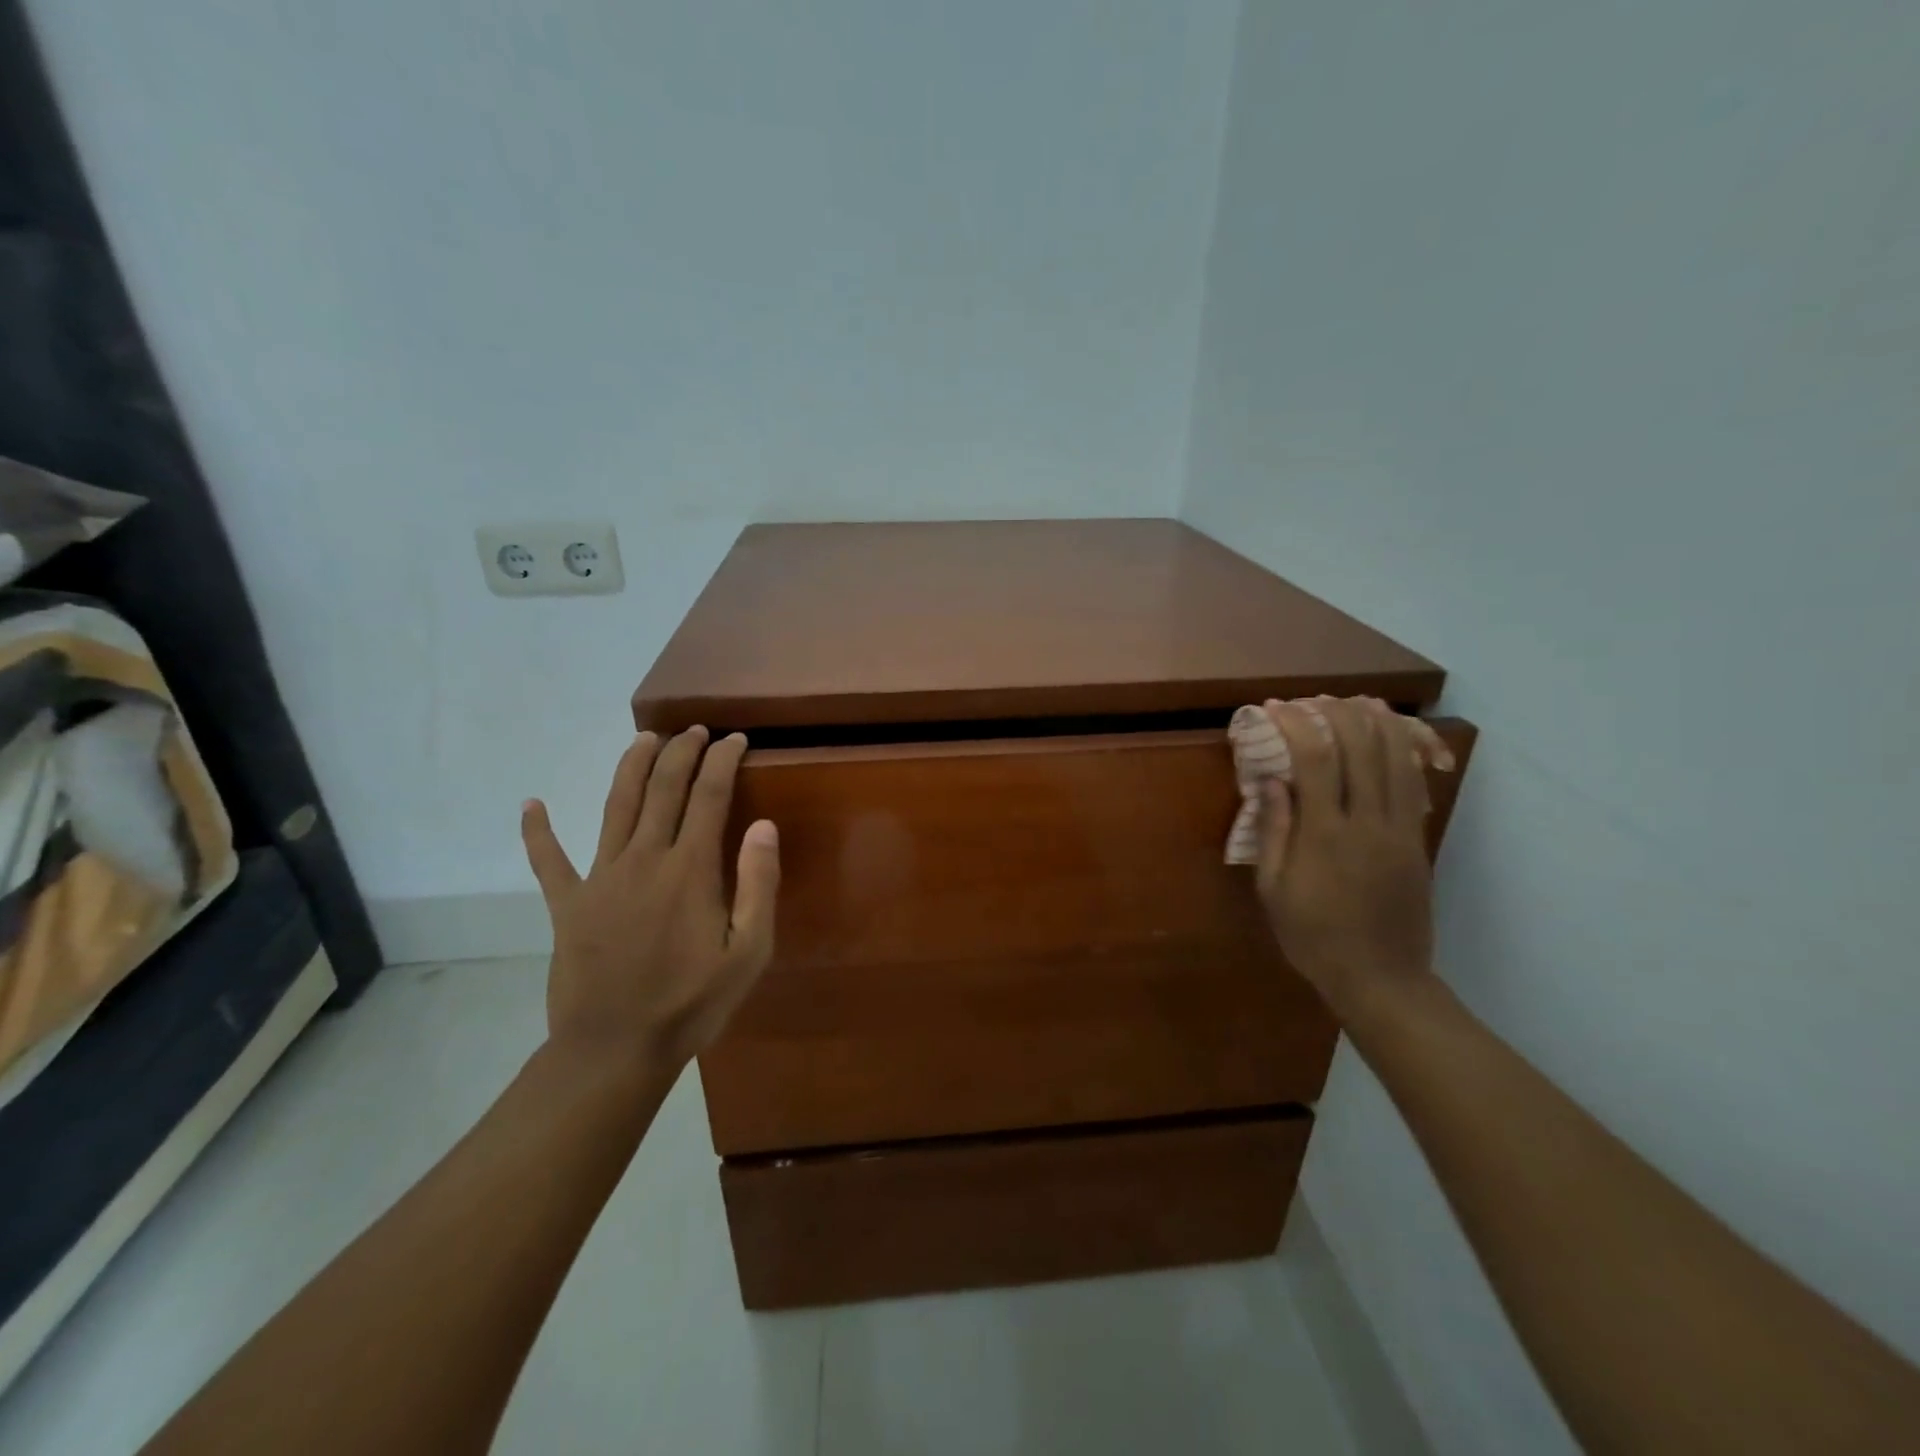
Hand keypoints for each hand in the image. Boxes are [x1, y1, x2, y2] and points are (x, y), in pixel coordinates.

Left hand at [520, 726, 779, 1072]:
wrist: (615, 1050)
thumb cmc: (692, 1003)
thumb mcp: (749, 952)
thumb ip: (758, 884)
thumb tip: (763, 825)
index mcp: (690, 869)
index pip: (709, 795)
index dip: (723, 760)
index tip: (735, 739)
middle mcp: (644, 859)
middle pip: (662, 788)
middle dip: (681, 751)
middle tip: (695, 729)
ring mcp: (600, 878)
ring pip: (616, 806)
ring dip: (630, 766)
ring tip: (644, 738)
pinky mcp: (567, 904)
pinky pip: (548, 860)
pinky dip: (537, 831)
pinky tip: (530, 804)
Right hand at [1256, 697, 1440, 1021]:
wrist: (1382, 979)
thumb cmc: (1313, 937)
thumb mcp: (1274, 890)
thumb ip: (1274, 831)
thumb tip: (1271, 782)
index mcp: (1325, 835)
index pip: (1316, 761)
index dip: (1297, 725)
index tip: (1276, 708)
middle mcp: (1368, 822)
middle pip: (1362, 747)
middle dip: (1337, 713)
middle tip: (1313, 700)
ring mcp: (1400, 830)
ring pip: (1396, 758)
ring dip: (1376, 722)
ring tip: (1356, 702)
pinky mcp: (1417, 840)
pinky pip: (1412, 783)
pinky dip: (1400, 751)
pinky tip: (1388, 737)